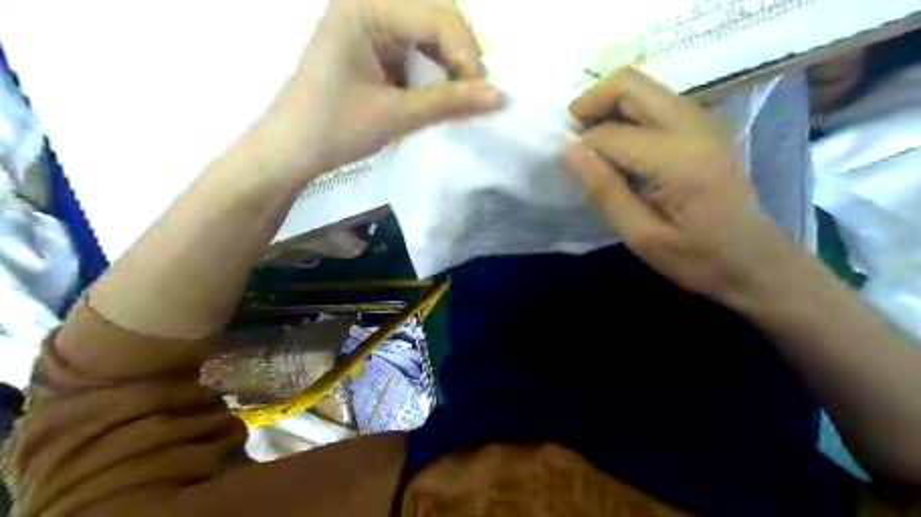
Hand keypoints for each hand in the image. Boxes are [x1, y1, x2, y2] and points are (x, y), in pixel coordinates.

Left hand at [244, 1, 501, 183]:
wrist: (291, 151)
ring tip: (464, 95)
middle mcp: (368, 4)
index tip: (482, 94)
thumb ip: (450, 102)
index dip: (466, 53)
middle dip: (462, 56)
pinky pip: (417, 49)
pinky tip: (444, 92)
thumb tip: (501, 97)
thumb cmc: (334, 128)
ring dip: (451, 64)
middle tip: (477, 93)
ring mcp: (371, 25)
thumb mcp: (396, 114)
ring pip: (430, 34)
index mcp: (365, 6)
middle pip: (436, 17)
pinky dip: (435, 71)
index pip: (437, 15)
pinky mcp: (374, 47)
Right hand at [558, 66, 794, 302]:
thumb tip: (567, 151)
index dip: (580, 147)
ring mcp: (704, 120)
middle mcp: (693, 125)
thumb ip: (604, 190)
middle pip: (630, 83)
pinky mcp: (706, 126)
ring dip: (609, 106)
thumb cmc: (698, 259)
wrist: (757, 261)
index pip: (610, 133)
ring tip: (593, 144)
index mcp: (677, 158)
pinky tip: (621, 147)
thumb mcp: (642, 236)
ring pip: (643, 87)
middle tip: (572, 137)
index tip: (566, 167)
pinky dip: (628, 113)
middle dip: (590, 102)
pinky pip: (657, 102)